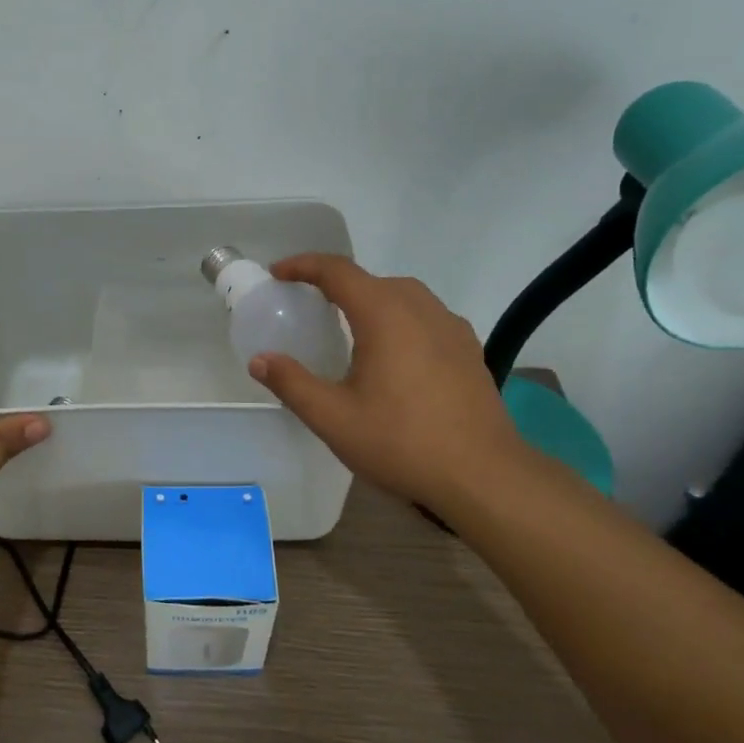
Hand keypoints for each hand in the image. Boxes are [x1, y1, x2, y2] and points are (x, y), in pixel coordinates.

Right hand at [246, 254, 532, 513]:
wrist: (483, 476)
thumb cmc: (402, 443)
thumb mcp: (333, 418)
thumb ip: (292, 383)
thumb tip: (260, 360)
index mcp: (385, 316)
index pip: (339, 272)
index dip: (304, 266)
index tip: (278, 273)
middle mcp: (421, 310)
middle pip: (372, 280)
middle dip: (336, 284)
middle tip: (308, 304)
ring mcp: (451, 328)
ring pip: (403, 296)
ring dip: (371, 299)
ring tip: (349, 327)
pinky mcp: (469, 350)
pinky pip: (426, 317)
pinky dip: (399, 319)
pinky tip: (393, 354)